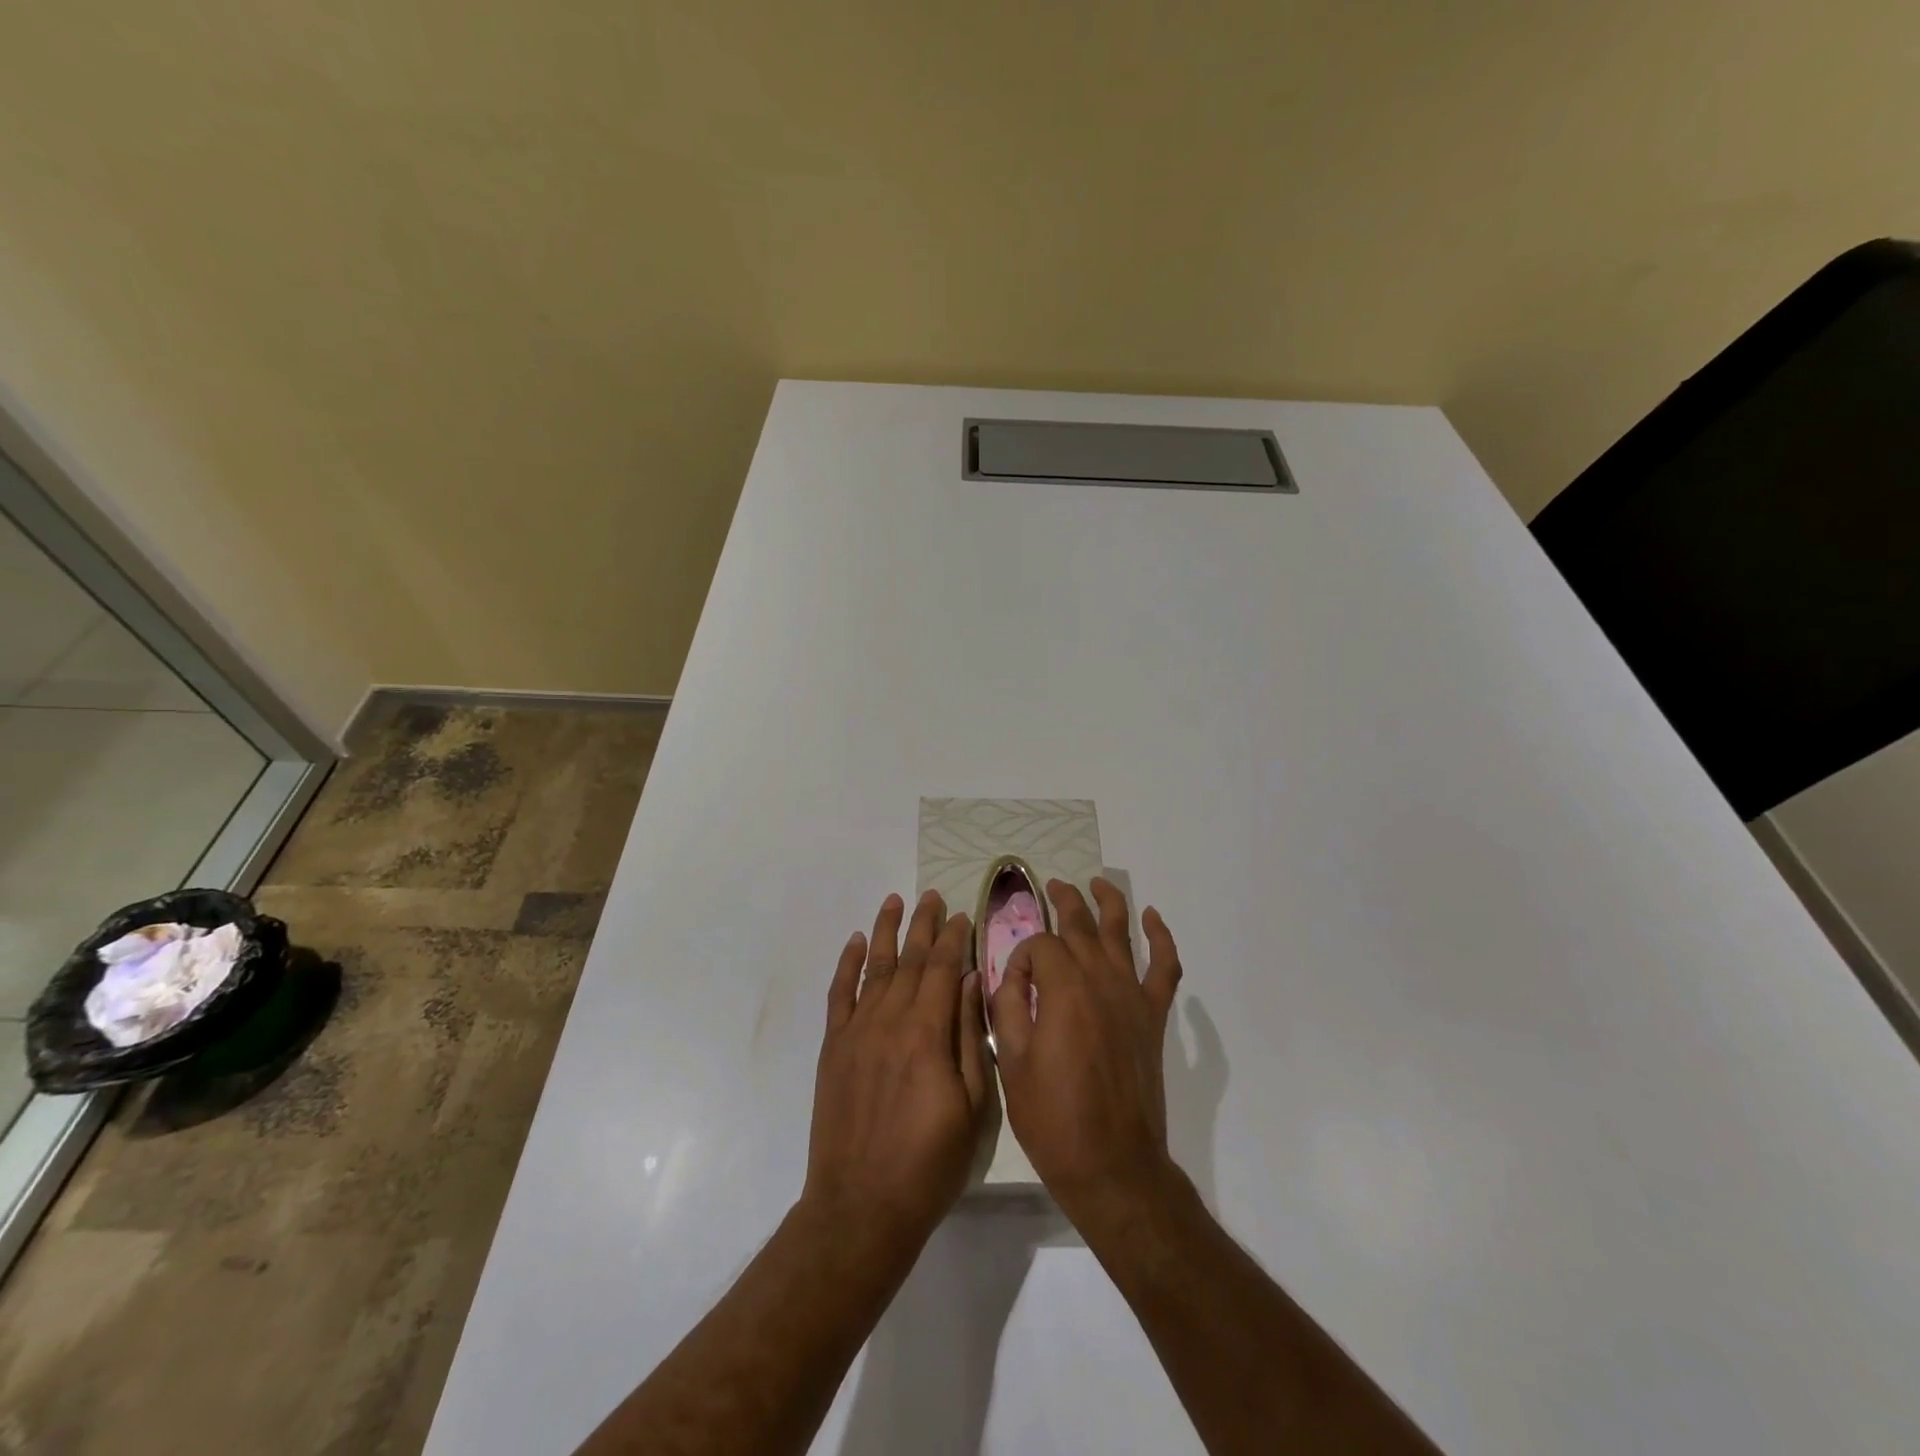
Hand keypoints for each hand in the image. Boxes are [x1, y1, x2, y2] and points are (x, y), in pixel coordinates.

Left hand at [804, 891, 993, 1250]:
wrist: (861, 1206)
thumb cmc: (930, 1163)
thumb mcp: (972, 1107)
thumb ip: (969, 1039)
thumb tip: (970, 982)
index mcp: (927, 1033)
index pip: (943, 969)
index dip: (954, 939)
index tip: (963, 915)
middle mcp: (890, 1020)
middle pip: (911, 960)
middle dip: (924, 925)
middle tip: (933, 896)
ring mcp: (857, 1031)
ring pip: (875, 967)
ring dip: (886, 931)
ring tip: (895, 901)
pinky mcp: (833, 1047)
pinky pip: (840, 994)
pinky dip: (847, 964)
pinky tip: (855, 941)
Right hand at [991, 878, 1183, 1226]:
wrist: (1113, 1165)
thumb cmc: (1053, 1118)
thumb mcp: (1011, 1062)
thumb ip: (1008, 1007)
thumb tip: (1012, 973)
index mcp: (1063, 988)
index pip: (1040, 945)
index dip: (1021, 956)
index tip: (1013, 983)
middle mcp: (1101, 979)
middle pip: (1080, 924)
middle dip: (1062, 901)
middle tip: (1050, 886)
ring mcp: (1132, 995)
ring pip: (1122, 932)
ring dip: (1108, 902)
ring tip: (1095, 882)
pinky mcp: (1154, 1016)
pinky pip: (1165, 967)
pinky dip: (1161, 938)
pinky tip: (1152, 918)